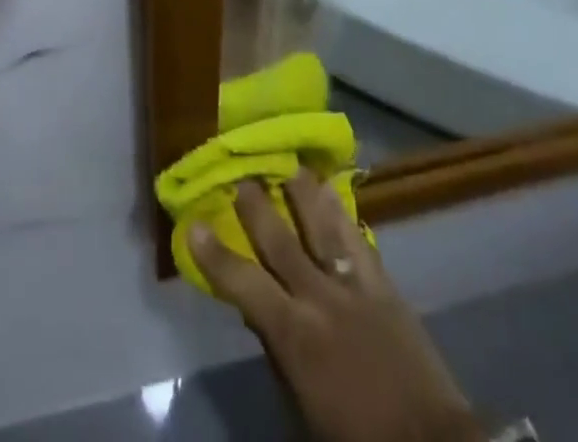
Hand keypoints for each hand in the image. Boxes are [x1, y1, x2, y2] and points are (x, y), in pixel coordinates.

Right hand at [193, 174, 486, 441]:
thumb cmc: (355, 439)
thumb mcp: (302, 412)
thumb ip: (277, 356)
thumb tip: (256, 314)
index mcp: (293, 333)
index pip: (242, 283)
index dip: (215, 253)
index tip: (194, 223)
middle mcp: (318, 297)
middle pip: (280, 240)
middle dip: (256, 206)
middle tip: (240, 176)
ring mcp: (353, 286)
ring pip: (320, 225)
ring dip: (301, 193)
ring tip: (287, 164)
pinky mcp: (383, 284)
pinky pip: (357, 238)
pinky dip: (340, 212)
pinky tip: (332, 190)